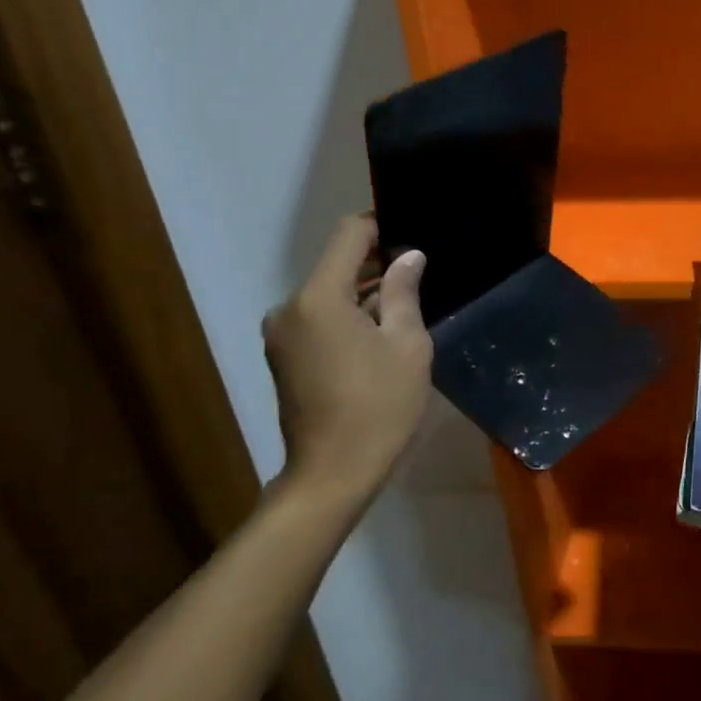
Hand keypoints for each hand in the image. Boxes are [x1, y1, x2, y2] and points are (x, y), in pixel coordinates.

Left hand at [264, 215, 431, 511]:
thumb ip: (403, 292)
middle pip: (335, 265)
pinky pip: (318, 319)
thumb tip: (408, 256)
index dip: (381, 226)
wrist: (332, 474)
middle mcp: (289, 307)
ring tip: (404, 305)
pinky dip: (346, 316)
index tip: (412, 234)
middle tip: (419, 274)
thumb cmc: (379, 406)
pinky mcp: (283, 357)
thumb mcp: (407, 345)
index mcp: (319, 297)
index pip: (348, 236)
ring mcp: (281, 334)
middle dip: (376, 263)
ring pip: (327, 294)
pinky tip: (378, 334)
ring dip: (362, 293)